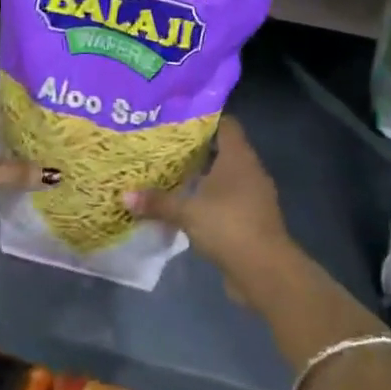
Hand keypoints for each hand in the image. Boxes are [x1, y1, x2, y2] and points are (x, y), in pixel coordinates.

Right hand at [124, 118, 293, 294]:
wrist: (265, 271)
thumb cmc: (228, 225)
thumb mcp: (187, 212)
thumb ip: (158, 202)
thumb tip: (125, 195)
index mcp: (238, 156)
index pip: (225, 123)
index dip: (204, 118)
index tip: (178, 119)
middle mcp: (250, 170)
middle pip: (223, 149)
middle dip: (197, 149)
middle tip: (166, 147)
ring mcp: (254, 195)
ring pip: (226, 176)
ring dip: (204, 177)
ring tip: (172, 175)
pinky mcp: (252, 219)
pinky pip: (229, 200)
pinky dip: (211, 200)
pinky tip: (188, 206)